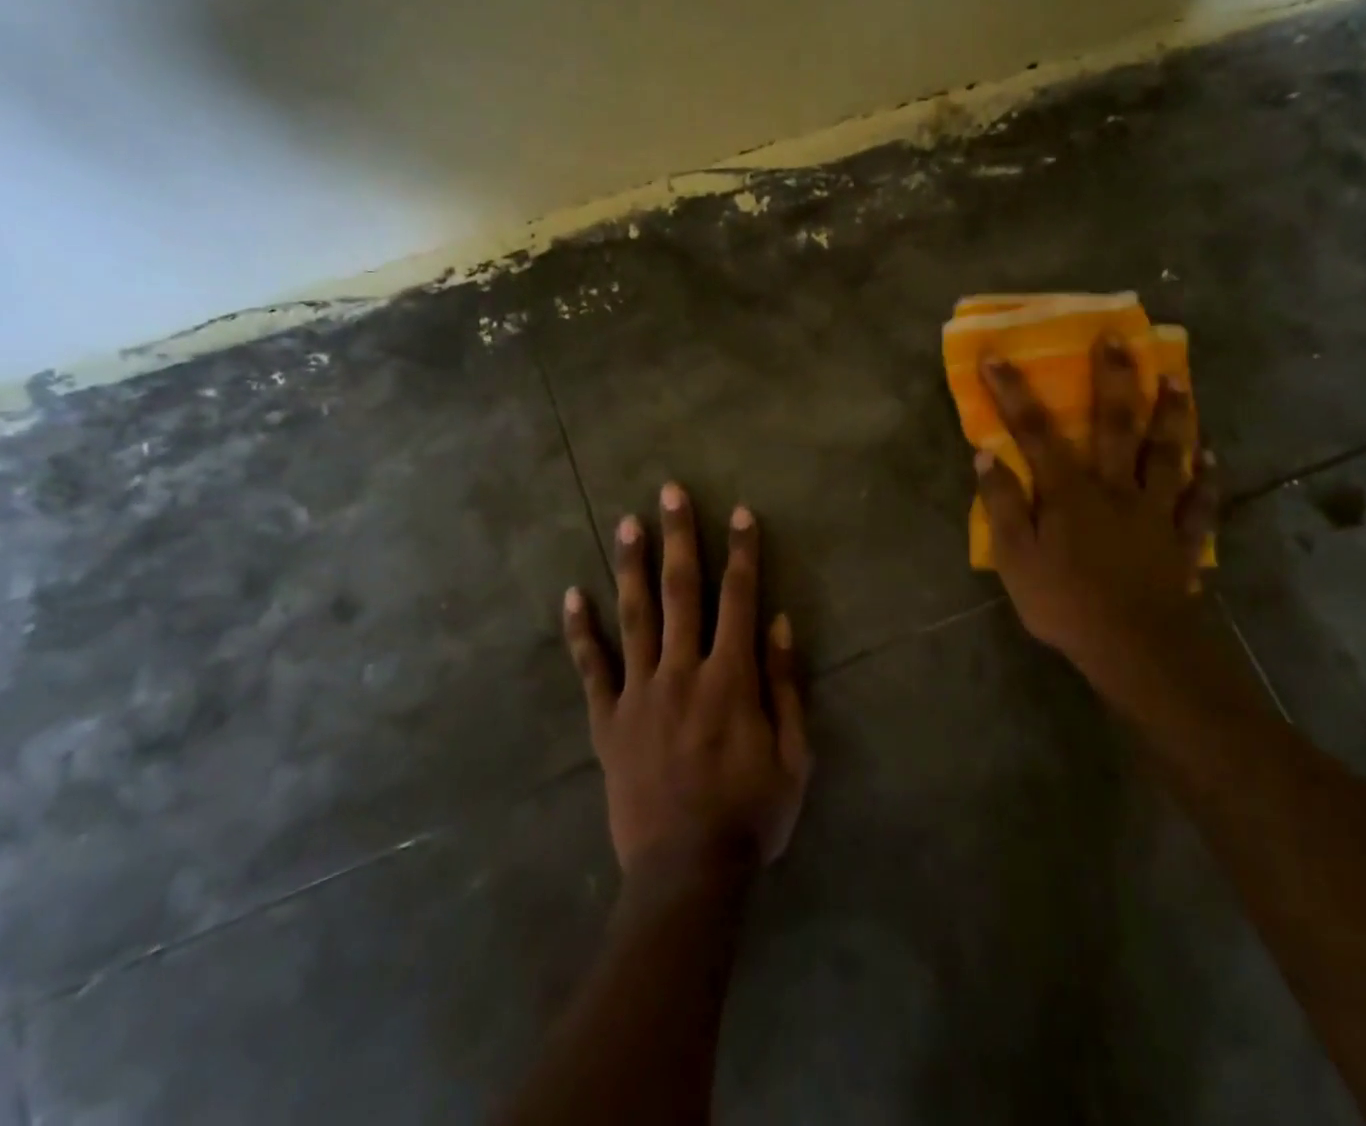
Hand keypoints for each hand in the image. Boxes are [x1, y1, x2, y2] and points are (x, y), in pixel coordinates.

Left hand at [563, 483, 812, 877]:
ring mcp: (639, 694)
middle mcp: (682, 672)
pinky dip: (581, 631)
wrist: (685, 874)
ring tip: (628, 521)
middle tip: (671, 491)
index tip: (740, 513)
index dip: (742, 552)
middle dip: (680, 537)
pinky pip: (592, 668)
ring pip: (635, 616)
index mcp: (730, 678)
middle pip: (681, 591)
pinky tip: (572, 596)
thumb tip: (779, 622)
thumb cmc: (750, 814)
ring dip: (632, 565)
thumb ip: (785, 685)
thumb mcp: (793, 755)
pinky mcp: (608, 721)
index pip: (738, 598)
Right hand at [973, 339, 1219, 699]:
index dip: (1013, 392)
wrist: (1135, 648)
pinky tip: (1213, 456)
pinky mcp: (1181, 538)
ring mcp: (1154, 510)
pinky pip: (1199, 502)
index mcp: (1070, 490)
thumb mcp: (1015, 558)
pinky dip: (1208, 478)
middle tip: (1118, 338)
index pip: (1035, 431)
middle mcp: (1115, 487)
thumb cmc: (1065, 603)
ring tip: (1177, 379)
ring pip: (1167, 452)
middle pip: (1115, 424)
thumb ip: (1002, 504)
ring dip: (1172, 413)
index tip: (997, 355)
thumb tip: (987, 455)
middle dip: (1113, 378)